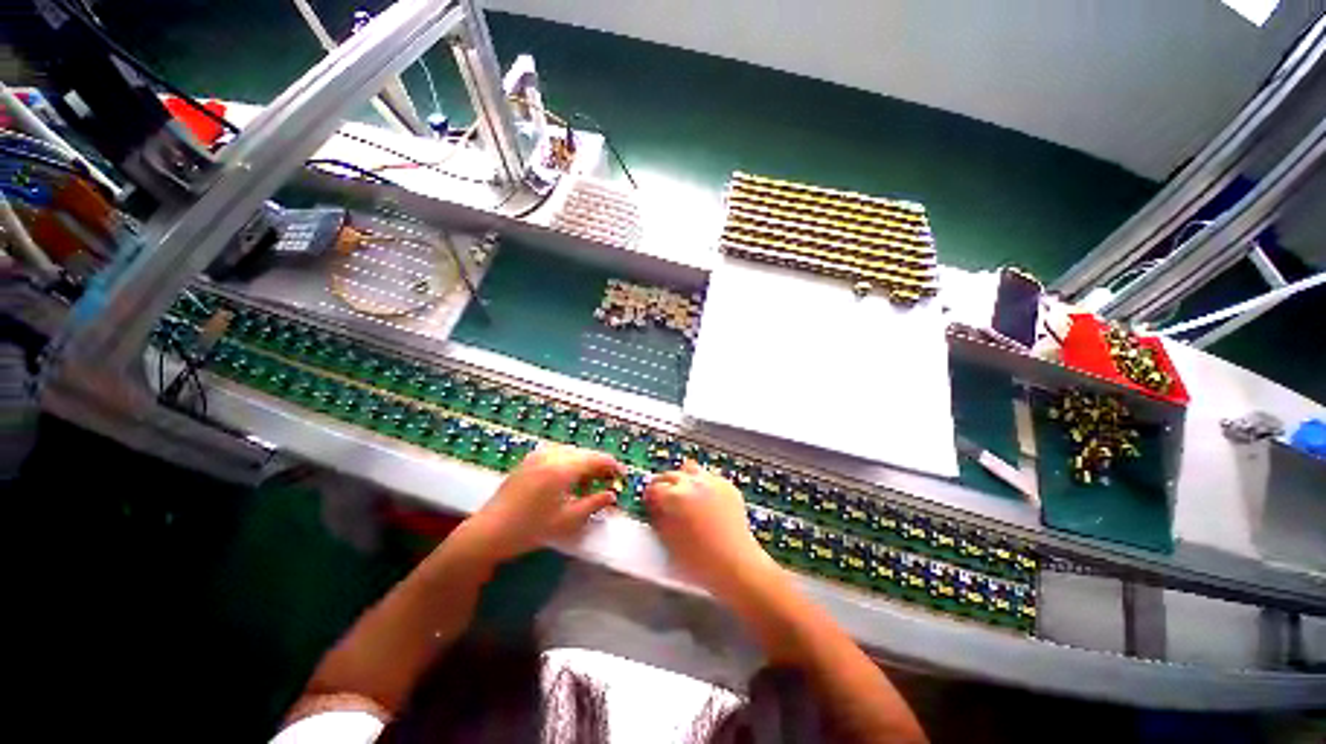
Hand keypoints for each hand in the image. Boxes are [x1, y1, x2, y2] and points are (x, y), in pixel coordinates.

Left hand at [457, 443, 623, 565]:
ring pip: (572, 452)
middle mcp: (552, 455)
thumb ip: (595, 504)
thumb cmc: (530, 529)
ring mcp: (539, 455)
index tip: (623, 476)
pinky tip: (568, 480)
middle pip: (585, 453)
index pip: (597, 459)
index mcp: (563, 468)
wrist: (488, 532)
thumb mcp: (568, 520)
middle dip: (600, 466)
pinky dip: (570, 463)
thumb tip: (613, 495)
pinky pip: (558, 454)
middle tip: (608, 483)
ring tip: (589, 484)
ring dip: (585, 464)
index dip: (613, 466)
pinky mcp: (530, 460)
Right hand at [644, 461, 779, 599]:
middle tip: (662, 498)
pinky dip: (703, 484)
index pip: (654, 487)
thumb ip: (658, 517)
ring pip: (690, 469)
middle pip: (670, 474)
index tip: (649, 502)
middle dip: (663, 484)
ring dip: (683, 478)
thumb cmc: (700, 560)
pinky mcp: (727, 485)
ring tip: (683, 493)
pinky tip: (704, 499)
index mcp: (675, 496)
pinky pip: (709, 477)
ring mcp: (712, 482)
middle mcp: (693, 483)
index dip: (649, 496)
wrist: (736, 564)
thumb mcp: (668, 540)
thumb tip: (654, 506)